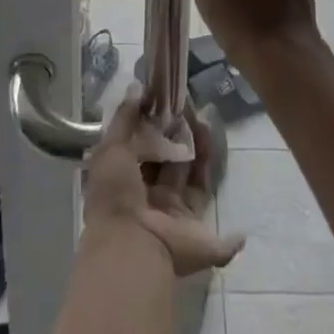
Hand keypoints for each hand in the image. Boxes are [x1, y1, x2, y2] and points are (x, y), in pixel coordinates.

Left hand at [82, 89, 243, 276]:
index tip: (167, 98)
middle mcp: (150, 196)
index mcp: (125, 180)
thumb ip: (125, 117)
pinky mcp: (197, 230)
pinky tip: (221, 156)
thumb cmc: (116, 194)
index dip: (154, 122)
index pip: (142, 145)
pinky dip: (217, 186)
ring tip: (204, 120)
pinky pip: (210, 206)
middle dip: (180, 132)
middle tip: (189, 106)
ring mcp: (174, 213)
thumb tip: (137, 86)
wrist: (132, 246)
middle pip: (169, 158)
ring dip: (198, 146)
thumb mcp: (111, 148)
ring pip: (190, 172)